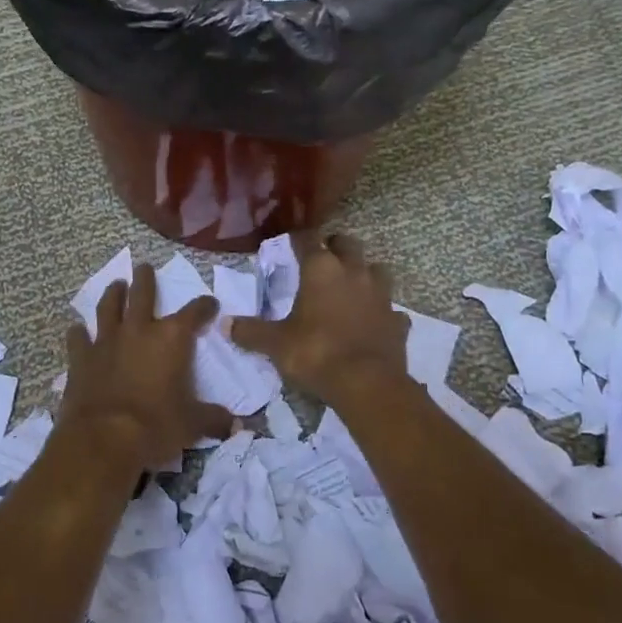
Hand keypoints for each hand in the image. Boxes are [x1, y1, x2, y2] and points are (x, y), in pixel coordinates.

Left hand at [57, 263, 231, 476]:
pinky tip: (77, 329)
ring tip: (115, 285)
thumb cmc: (156, 426)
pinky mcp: (81, 358)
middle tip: (144, 267)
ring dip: (113, 294)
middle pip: (143, 294)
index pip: (194, 312)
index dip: (204, 306)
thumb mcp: (192, 424)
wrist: (103, 438)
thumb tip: (236, 424)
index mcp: (172, 339)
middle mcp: (139, 330)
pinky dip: (78, 333)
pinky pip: (78, 338)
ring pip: (108, 307)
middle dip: (145, 279)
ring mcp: (106, 341)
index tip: (210, 304)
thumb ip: (214, 419)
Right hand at [229, 233, 407, 400]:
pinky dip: (382, 312)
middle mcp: (354, 273)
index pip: (309, 239)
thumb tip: (224, 324)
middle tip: (323, 257)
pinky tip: (373, 322)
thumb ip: (251, 332)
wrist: (367, 384)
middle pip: (348, 244)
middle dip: (335, 246)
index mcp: (321, 270)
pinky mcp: (397, 321)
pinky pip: (391, 309)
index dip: (298, 238)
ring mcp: (381, 296)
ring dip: (365, 273)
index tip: (290, 242)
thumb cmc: (316, 353)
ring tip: (352, 285)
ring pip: (377, 270)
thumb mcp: (276, 344)